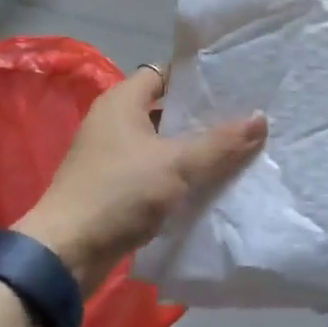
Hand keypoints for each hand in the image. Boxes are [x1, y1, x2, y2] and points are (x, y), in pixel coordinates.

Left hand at [19, 65, 266, 290]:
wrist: (66, 254)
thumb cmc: (119, 193)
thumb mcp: (176, 164)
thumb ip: (220, 143)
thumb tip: (261, 118)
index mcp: (122, 101)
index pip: (164, 73)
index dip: (196, 76)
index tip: (232, 83)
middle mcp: (114, 121)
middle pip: (165, 108)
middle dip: (201, 114)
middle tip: (243, 116)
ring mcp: (112, 155)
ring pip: (162, 142)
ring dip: (192, 147)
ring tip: (235, 148)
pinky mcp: (114, 186)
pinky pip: (154, 169)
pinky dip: (178, 173)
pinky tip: (209, 181)